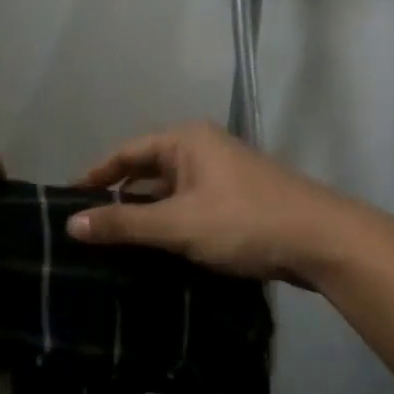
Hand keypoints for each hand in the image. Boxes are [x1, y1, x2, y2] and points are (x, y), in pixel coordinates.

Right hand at [66, 122, 357, 284]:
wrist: (324, 241)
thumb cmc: (244, 221)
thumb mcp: (178, 224)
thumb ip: (124, 224)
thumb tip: (71, 224)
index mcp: (186, 140)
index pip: (126, 153)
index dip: (96, 176)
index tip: (68, 199)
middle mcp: (202, 150)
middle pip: (147, 171)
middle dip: (119, 199)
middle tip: (88, 228)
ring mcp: (222, 176)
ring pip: (170, 194)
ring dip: (146, 216)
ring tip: (114, 245)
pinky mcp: (237, 202)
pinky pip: (190, 208)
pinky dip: (171, 226)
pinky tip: (156, 253)